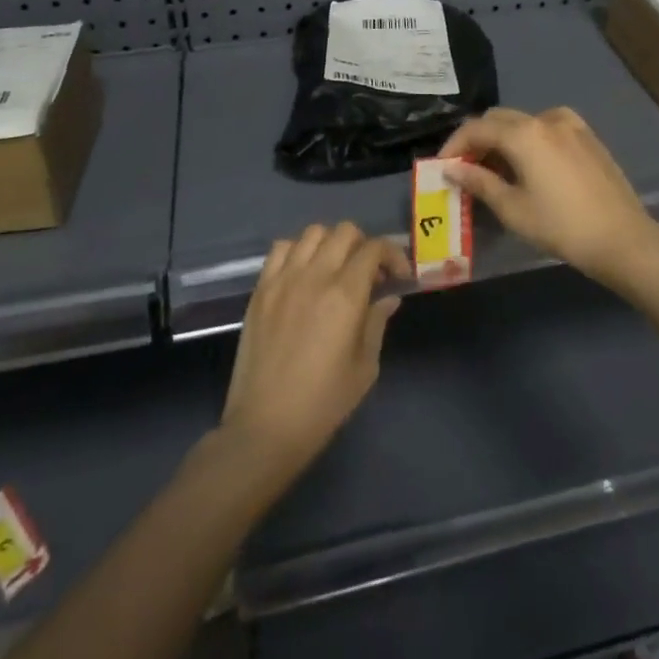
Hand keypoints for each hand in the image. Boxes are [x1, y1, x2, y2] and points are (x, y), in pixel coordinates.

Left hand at [220, 222, 410, 479]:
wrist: (265, 426)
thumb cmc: (323, 403)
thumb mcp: (364, 367)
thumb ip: (377, 323)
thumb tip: (388, 297)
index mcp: (345, 295)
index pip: (374, 249)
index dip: (392, 255)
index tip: (398, 276)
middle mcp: (314, 276)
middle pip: (344, 231)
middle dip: (364, 245)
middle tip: (369, 274)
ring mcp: (283, 279)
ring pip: (313, 233)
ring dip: (331, 243)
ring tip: (336, 269)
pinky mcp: (260, 288)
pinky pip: (281, 248)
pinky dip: (298, 251)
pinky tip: (304, 274)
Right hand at [438, 107, 658, 284]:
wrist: (622, 239)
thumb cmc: (561, 226)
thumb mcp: (513, 208)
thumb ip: (480, 182)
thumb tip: (453, 170)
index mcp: (524, 133)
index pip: (476, 128)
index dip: (454, 146)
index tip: (443, 168)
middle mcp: (546, 119)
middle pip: (499, 119)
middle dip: (478, 140)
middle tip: (467, 171)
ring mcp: (571, 125)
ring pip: (524, 122)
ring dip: (504, 139)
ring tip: (498, 172)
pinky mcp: (588, 137)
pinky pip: (547, 129)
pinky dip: (529, 140)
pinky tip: (530, 168)